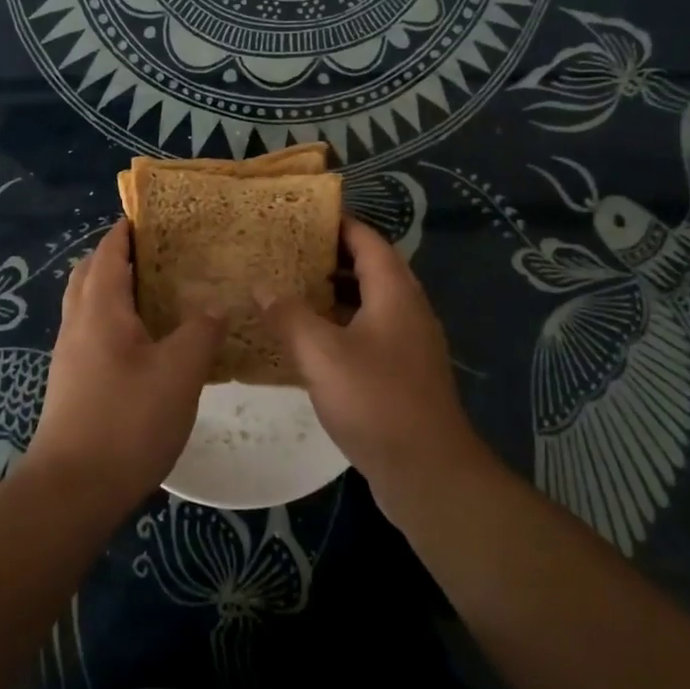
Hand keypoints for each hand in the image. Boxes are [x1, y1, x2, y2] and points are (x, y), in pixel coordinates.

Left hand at [23, 220, 224, 512]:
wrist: (71, 491)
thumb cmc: (127, 420)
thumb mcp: (179, 372)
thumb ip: (200, 331)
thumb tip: (216, 304)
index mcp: (100, 308)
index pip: (108, 251)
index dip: (126, 229)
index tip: (153, 215)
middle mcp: (77, 323)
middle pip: (90, 273)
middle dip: (117, 255)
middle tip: (159, 253)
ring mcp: (69, 355)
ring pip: (88, 304)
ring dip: (114, 288)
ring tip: (157, 293)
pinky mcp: (72, 383)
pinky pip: (91, 332)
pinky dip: (113, 320)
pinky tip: (144, 343)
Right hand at [260, 216, 487, 509]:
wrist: (428, 472)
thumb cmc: (376, 401)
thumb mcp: (322, 354)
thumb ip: (288, 315)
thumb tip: (260, 284)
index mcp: (394, 291)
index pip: (366, 239)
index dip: (335, 223)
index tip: (298, 216)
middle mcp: (406, 308)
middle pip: (368, 267)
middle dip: (327, 256)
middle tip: (283, 251)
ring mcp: (407, 342)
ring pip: (366, 301)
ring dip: (331, 293)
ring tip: (287, 288)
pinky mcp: (402, 372)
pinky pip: (367, 332)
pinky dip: (338, 325)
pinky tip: (306, 340)